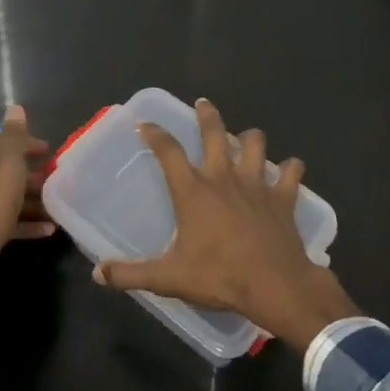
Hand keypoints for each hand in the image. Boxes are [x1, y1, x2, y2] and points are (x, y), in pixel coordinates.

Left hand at [0, 105, 52, 287]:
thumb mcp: (7, 165)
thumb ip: (14, 137)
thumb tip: (15, 106)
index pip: (1, 141)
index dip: (25, 142)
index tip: (47, 150)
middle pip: (6, 169)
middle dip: (32, 172)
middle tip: (55, 177)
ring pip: (9, 196)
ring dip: (33, 199)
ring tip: (56, 203)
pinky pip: (9, 221)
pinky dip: (28, 222)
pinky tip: (48, 229)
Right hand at [95, 98, 357, 347]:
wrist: (275, 286)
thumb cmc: (219, 276)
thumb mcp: (168, 278)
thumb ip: (130, 274)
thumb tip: (98, 273)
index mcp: (193, 191)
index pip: (168, 152)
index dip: (155, 134)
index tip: (146, 124)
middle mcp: (224, 178)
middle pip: (214, 134)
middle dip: (207, 116)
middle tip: (203, 103)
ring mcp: (257, 185)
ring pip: (255, 145)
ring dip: (250, 138)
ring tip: (246, 137)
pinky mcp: (284, 198)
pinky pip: (291, 173)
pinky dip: (291, 169)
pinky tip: (291, 169)